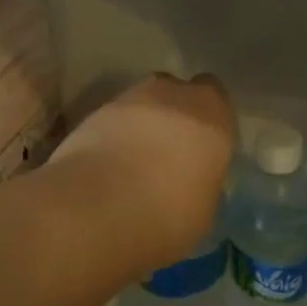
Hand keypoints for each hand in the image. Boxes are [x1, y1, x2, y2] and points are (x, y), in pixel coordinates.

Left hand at [51, 73, 234, 267]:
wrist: (97, 208)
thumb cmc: (169, 212)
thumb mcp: (205, 208)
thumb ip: (202, 179)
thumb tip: (191, 181)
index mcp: (212, 113)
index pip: (217, 98)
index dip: (209, 120)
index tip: (203, 147)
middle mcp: (171, 94)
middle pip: (175, 93)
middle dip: (173, 116)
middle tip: (169, 154)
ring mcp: (126, 100)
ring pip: (139, 105)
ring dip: (139, 126)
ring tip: (133, 166)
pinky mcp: (89, 115)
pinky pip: (110, 122)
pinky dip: (111, 139)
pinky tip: (107, 171)